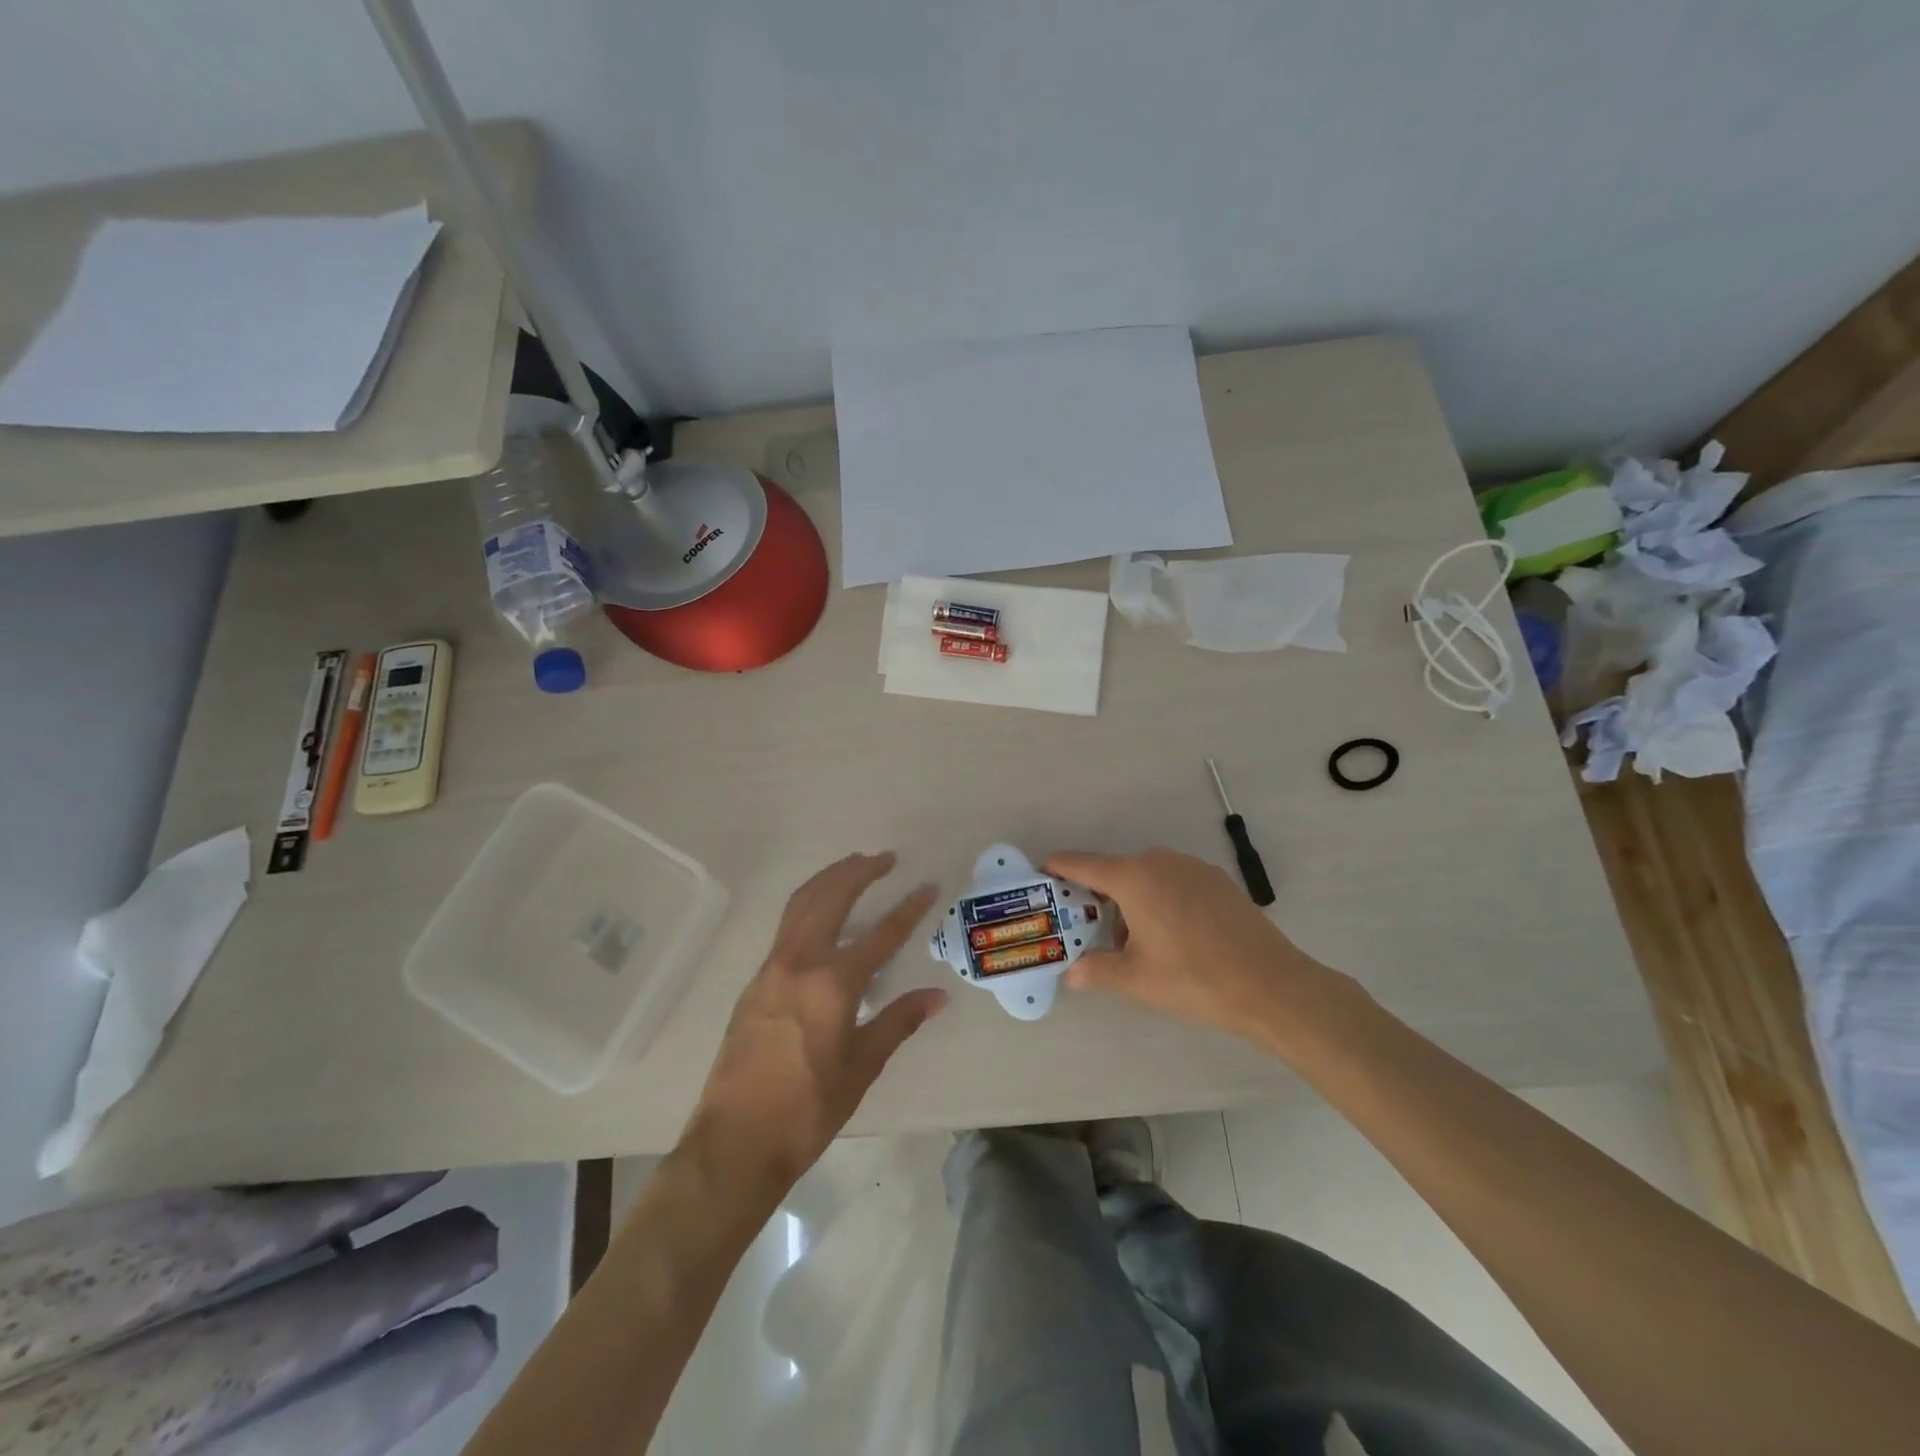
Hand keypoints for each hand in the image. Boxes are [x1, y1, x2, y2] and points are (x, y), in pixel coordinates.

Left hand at [686, 853, 947, 1193]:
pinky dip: (809, 903)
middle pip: (831, 898)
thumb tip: (938, 996)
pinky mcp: (756, 980)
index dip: (909, 909)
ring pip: (802, 904)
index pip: (881, 935)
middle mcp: (800, 963)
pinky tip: (822, 911)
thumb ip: (899, 1021)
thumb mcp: (862, 1066)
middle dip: (860, 871)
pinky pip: (786, 925)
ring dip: (830, 879)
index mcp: (832, 984)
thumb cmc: (808, 1109)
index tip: (927, 887)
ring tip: (854, 866)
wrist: (736, 1140)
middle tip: (885, 858)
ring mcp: (772, 968)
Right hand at [1044, 848, 1337, 1043]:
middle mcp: (1161, 861)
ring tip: (1133, 942)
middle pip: (1115, 871)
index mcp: (1134, 878)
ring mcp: (1193, 868)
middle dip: (1096, 896)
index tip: (1040, 875)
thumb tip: (1072, 972)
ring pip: (1146, 877)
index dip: (1057, 868)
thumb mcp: (1136, 979)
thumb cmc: (1195, 979)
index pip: (1082, 864)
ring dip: (1130, 900)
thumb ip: (1096, 969)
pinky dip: (1159, 899)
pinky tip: (1171, 937)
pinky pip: (1173, 882)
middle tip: (1086, 928)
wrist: (1273, 986)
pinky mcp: (1217, 880)